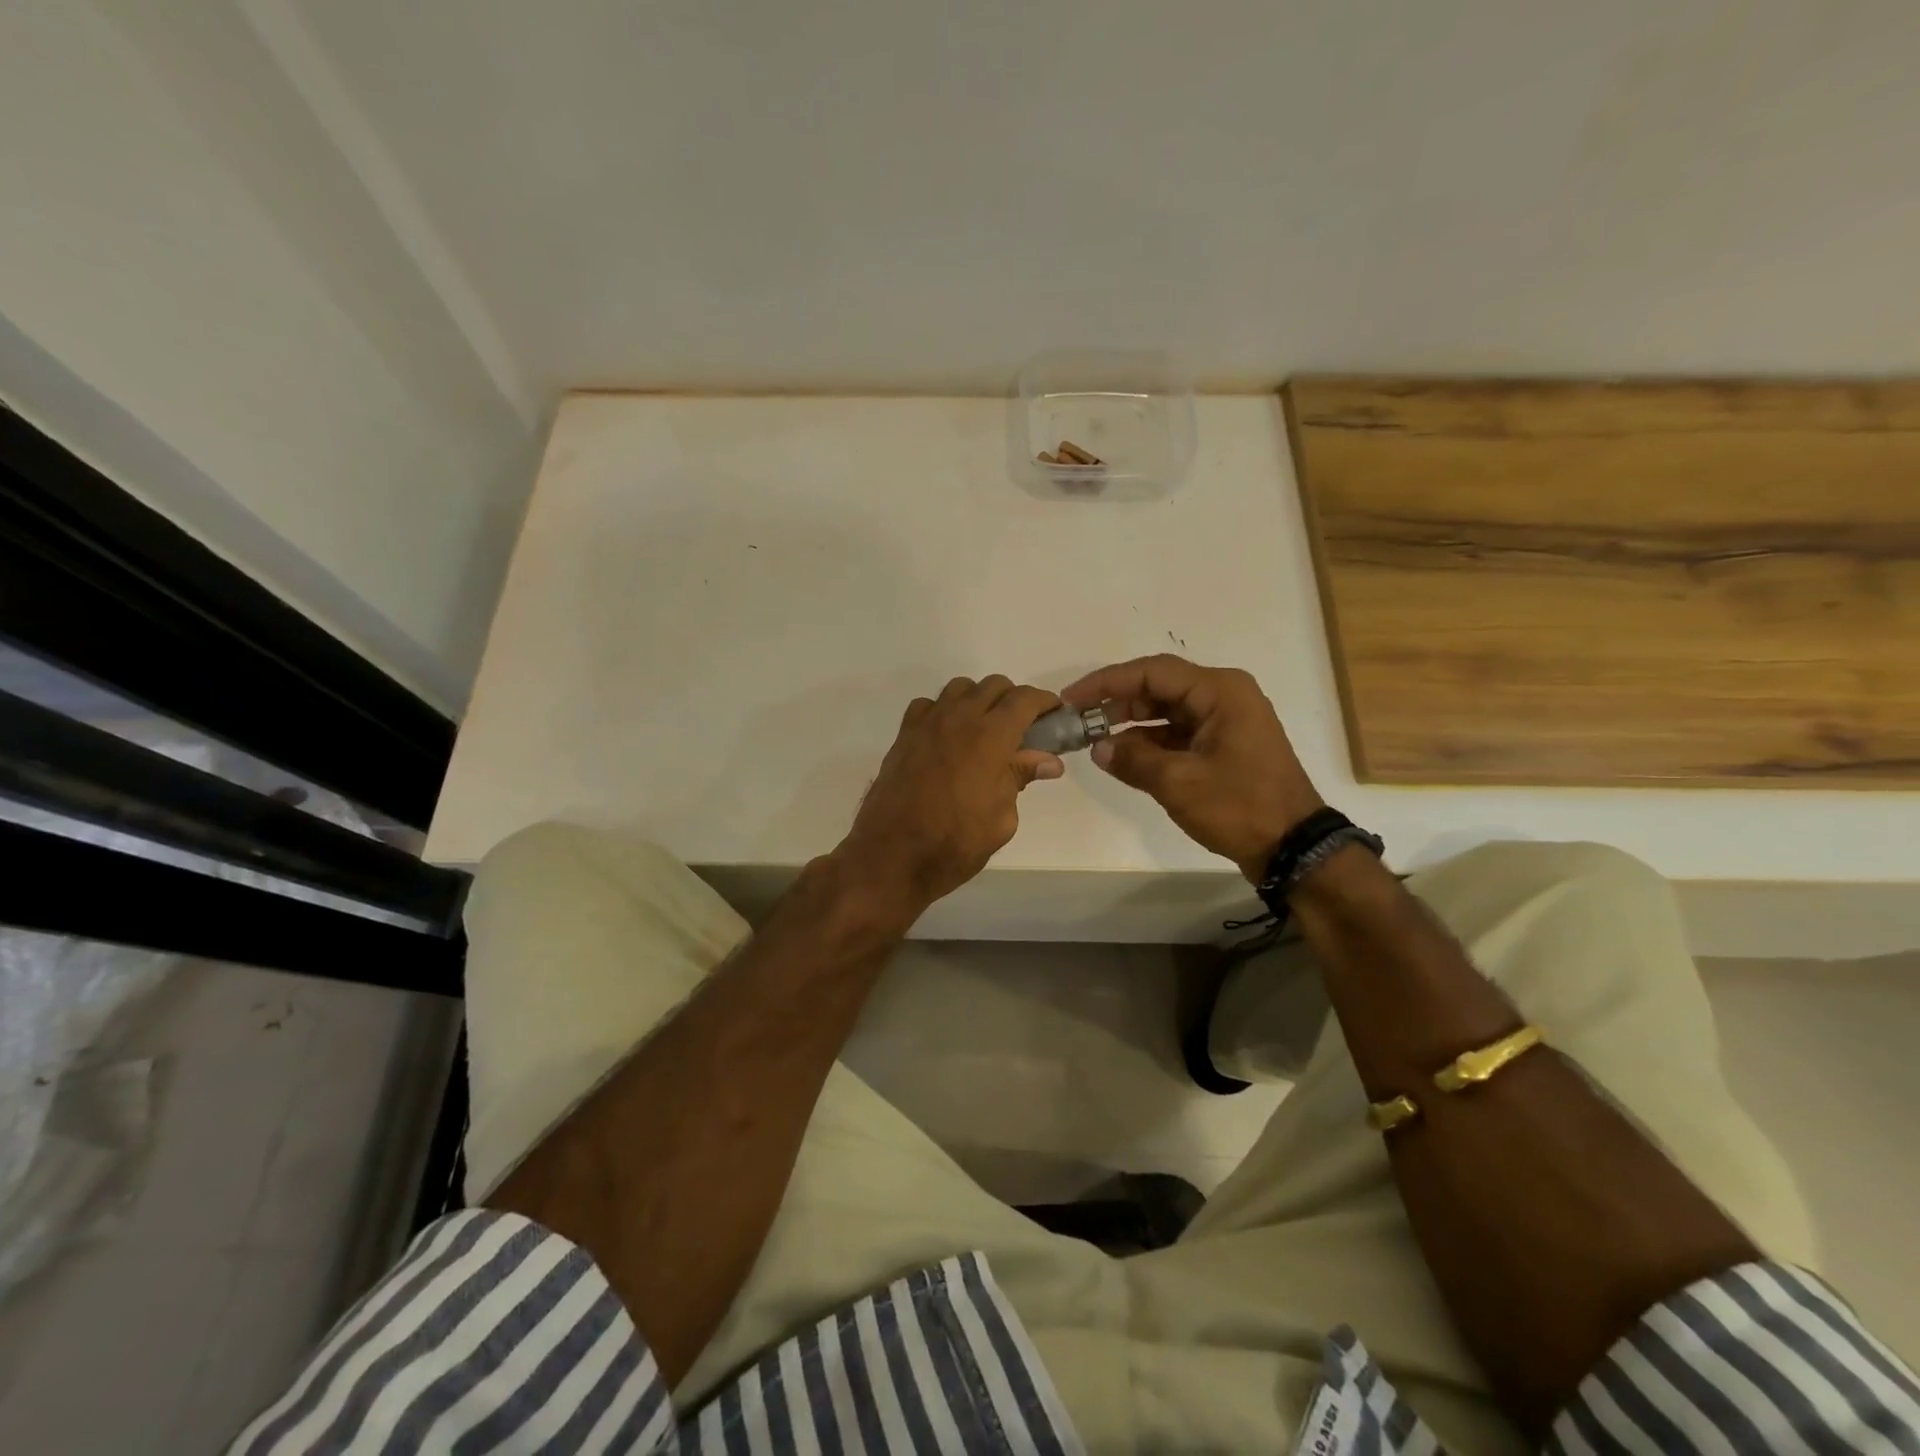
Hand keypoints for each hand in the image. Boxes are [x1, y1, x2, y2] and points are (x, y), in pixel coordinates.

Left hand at [837, 676, 1064, 915]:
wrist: (891, 856)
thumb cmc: (954, 843)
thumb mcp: (1001, 818)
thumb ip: (1020, 778)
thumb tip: (1047, 761)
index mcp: (990, 737)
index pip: (1024, 699)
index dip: (1044, 701)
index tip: (1054, 715)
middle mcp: (959, 719)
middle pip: (993, 685)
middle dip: (1014, 700)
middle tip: (1023, 729)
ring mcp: (927, 724)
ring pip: (960, 688)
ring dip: (979, 700)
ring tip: (985, 730)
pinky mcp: (904, 735)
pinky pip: (928, 705)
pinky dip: (944, 711)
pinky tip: (948, 738)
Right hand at [1063, 655, 1323, 880]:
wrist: (1294, 848)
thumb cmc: (1240, 806)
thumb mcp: (1179, 782)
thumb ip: (1133, 760)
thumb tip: (1098, 748)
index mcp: (1219, 692)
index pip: (1152, 672)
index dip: (1107, 682)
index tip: (1072, 699)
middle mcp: (1223, 697)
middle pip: (1158, 689)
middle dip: (1116, 703)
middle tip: (1078, 720)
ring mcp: (1224, 723)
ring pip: (1165, 713)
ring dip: (1130, 725)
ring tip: (1092, 740)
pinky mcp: (1222, 747)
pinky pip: (1177, 735)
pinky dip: (1149, 744)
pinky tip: (1121, 758)